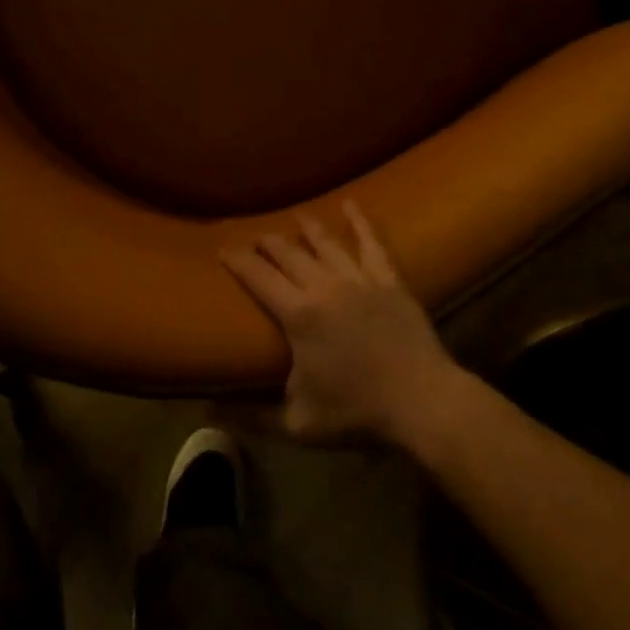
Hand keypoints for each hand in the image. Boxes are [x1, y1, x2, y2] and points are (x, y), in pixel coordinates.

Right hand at [220, 203, 455, 444]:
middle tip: (254, 237)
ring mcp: (358, 279)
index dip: (237, 259)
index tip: (222, 248)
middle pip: (288, 253)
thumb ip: (250, 415)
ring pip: (325, 243)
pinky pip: (371, 244)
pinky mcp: (388, 280)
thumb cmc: (358, 413)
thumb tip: (205, 409)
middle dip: (267, 242)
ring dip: (306, 228)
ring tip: (294, 216)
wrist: (424, 404)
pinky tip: (351, 204)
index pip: (257, 276)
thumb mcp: (296, 424)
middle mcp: (323, 286)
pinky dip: (360, 222)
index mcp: (298, 314)